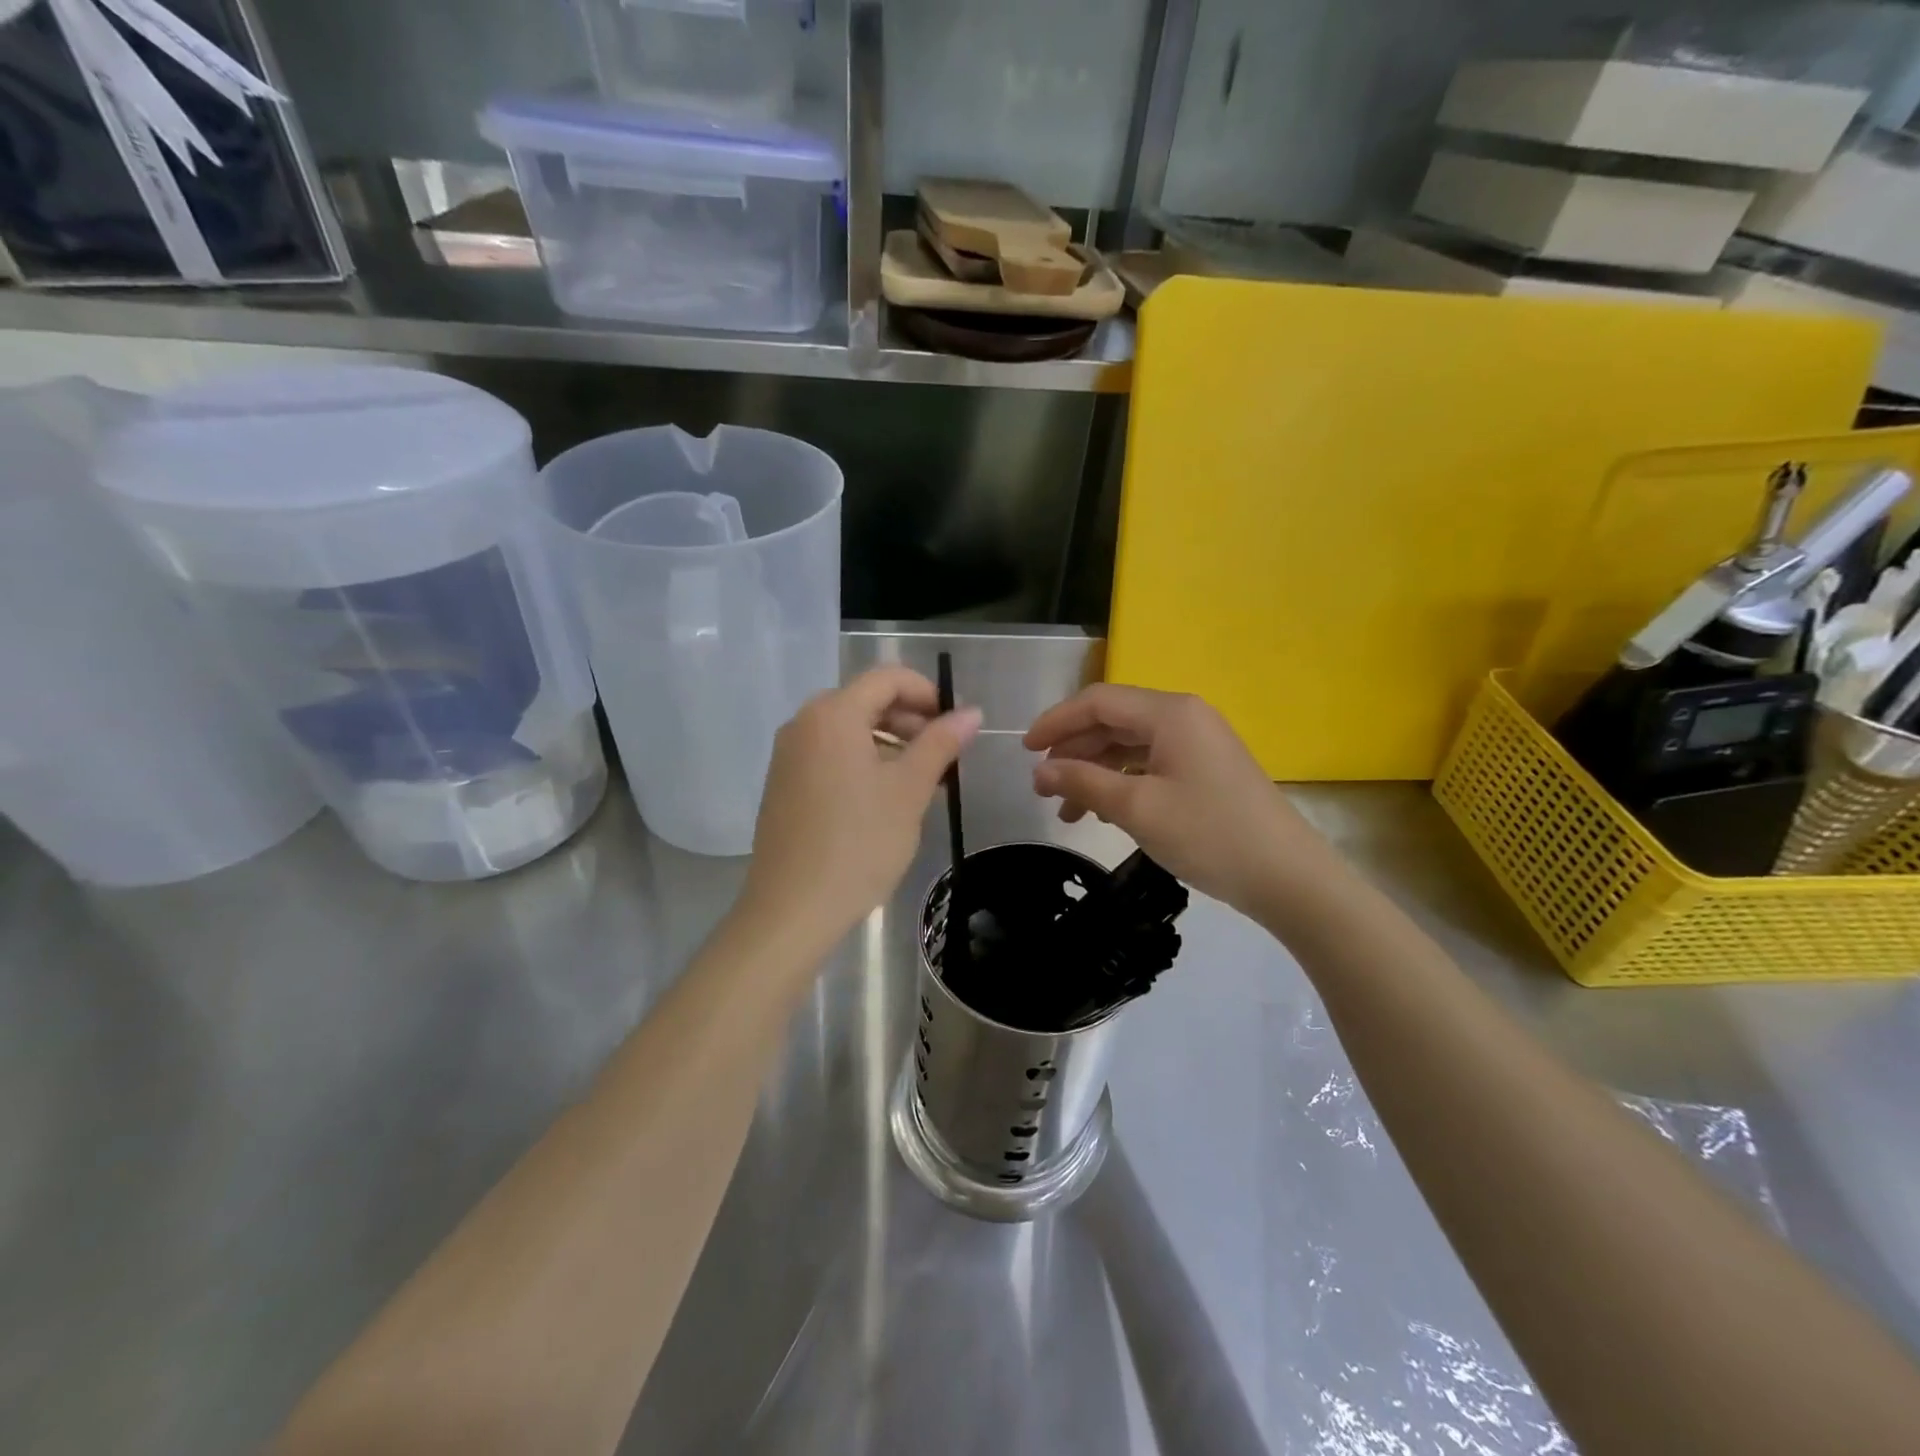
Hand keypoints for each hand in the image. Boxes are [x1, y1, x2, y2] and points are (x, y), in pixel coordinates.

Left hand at [742, 667, 981, 952]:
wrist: (792, 908)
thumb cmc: (859, 843)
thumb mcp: (909, 790)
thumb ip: (941, 743)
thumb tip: (971, 712)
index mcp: (833, 714)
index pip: (887, 678)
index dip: (927, 693)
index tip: (954, 725)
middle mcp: (803, 723)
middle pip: (866, 701)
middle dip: (910, 720)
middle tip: (942, 757)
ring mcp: (788, 754)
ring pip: (848, 730)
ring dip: (889, 743)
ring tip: (919, 782)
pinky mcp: (783, 783)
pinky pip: (829, 754)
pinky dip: (862, 761)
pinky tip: (882, 799)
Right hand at [1025, 685, 1338, 918]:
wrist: (1287, 876)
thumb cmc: (1208, 834)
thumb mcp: (1137, 808)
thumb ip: (1083, 782)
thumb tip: (1039, 771)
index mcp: (1169, 713)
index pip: (1098, 702)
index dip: (1056, 722)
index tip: (1025, 751)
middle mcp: (1184, 717)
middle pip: (1113, 721)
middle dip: (1073, 750)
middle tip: (1043, 786)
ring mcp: (1198, 743)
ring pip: (1130, 746)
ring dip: (1094, 772)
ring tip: (1068, 810)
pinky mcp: (1205, 769)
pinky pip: (1150, 764)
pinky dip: (1121, 782)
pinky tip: (1103, 811)